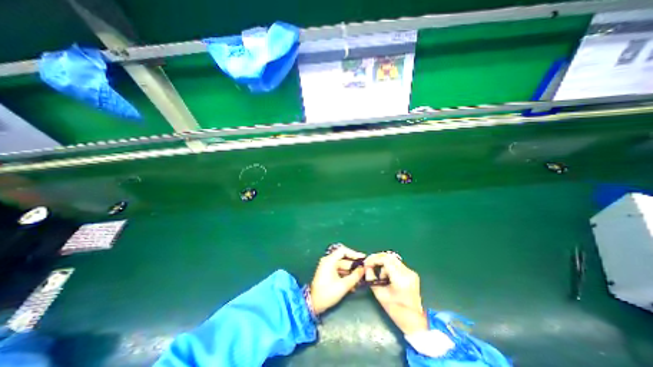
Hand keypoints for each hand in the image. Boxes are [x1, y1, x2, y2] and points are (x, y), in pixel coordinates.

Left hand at [310, 244, 364, 315]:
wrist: (313, 304)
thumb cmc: (328, 293)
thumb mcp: (344, 285)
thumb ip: (355, 276)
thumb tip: (363, 269)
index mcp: (329, 260)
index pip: (343, 251)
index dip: (354, 253)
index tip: (362, 258)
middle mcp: (328, 261)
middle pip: (344, 259)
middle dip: (354, 266)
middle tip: (364, 270)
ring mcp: (327, 267)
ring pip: (342, 266)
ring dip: (351, 273)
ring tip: (360, 279)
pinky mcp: (327, 273)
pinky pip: (339, 271)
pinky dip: (346, 276)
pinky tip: (353, 284)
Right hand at [362, 252, 428, 335]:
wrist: (413, 321)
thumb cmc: (395, 310)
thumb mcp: (379, 294)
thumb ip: (371, 278)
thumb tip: (366, 267)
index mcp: (400, 279)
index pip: (385, 259)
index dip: (374, 259)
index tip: (366, 263)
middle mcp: (407, 272)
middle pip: (389, 256)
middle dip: (377, 259)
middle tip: (370, 264)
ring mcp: (411, 272)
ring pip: (393, 259)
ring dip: (383, 264)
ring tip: (380, 276)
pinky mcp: (412, 273)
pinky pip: (397, 264)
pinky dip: (389, 267)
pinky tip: (387, 277)